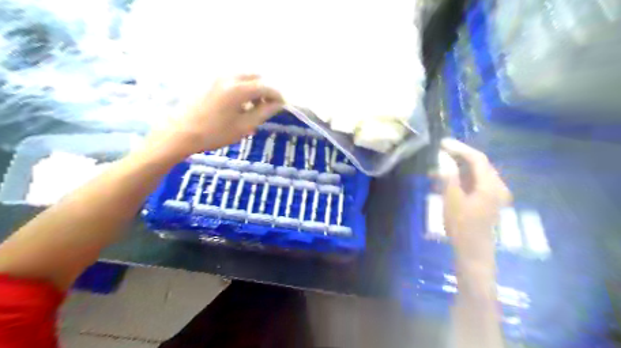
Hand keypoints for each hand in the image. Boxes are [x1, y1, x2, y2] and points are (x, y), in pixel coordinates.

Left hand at [155, 75, 283, 157]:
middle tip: (268, 107)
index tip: (283, 105)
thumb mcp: (244, 126)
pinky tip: (240, 104)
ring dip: (254, 88)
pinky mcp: (211, 82)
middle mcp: (229, 77)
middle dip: (265, 90)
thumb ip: (264, 112)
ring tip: (254, 107)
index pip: (266, 87)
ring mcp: (218, 77)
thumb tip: (278, 104)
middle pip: (256, 77)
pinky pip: (234, 80)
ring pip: (245, 77)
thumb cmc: (215, 133)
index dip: (277, 95)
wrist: (182, 133)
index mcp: (239, 89)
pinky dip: (243, 88)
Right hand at [439, 137, 511, 266]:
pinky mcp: (488, 202)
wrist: (473, 252)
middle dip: (458, 157)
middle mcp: (497, 187)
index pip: (477, 158)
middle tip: (439, 153)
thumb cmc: (462, 226)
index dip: (459, 148)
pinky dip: (461, 180)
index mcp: (491, 185)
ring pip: (475, 174)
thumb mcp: (452, 199)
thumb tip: (443, 156)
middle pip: (478, 165)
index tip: (442, 143)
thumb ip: (449, 175)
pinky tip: (445, 183)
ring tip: (436, 170)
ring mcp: (494, 195)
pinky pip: (475, 184)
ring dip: (457, 170)